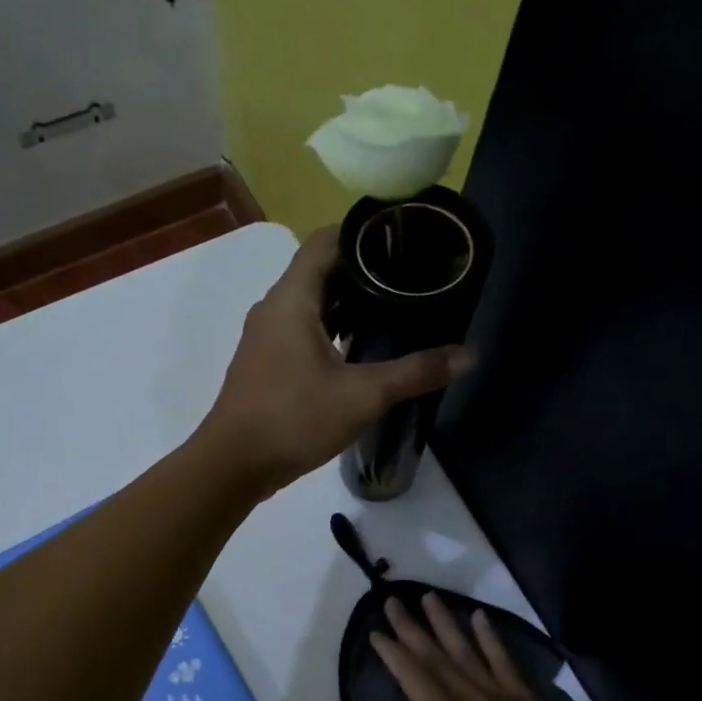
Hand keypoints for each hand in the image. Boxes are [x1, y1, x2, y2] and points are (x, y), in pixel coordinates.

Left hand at [198, 228, 472, 495]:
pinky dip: (331, 330)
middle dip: (364, 272)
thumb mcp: (363, 395)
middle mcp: (274, 308)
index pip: (326, 240)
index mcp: (292, 298)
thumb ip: (415, 372)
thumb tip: (468, 355)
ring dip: (348, 305)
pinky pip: (301, 331)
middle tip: (410, 281)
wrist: (233, 465)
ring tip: (393, 313)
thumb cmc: (294, 419)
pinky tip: (360, 351)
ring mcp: (266, 337)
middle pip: (321, 271)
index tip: (404, 244)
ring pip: (311, 304)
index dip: (364, 235)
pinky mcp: (266, 363)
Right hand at [371, 594, 625, 700]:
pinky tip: (481, 618)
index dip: (392, 653)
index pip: (412, 677)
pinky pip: (505, 662)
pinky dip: (491, 639)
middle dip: (411, 628)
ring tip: (429, 597)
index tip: (377, 633)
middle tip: (393, 601)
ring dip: (446, 623)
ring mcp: (502, 696)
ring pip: (467, 650)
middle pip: (435, 655)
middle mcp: (471, 697)